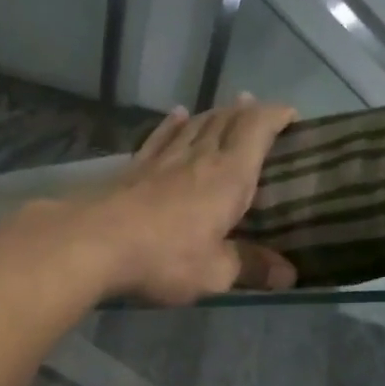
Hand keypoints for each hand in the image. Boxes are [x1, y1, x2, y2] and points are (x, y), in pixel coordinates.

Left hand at [88, 96, 299, 304]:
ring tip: (224, 109)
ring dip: (212, 115)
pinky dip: (172, 125)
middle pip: (225, 122)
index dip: (276, 116)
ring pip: (193, 126)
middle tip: (257, 110)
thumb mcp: (214, 273)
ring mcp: (161, 160)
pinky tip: (176, 116)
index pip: (257, 130)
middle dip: (245, 112)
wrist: (93, 244)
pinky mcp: (132, 169)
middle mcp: (198, 158)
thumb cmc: (164, 258)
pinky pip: (159, 138)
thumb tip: (289, 276)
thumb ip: (250, 268)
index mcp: (228, 177)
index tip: (291, 115)